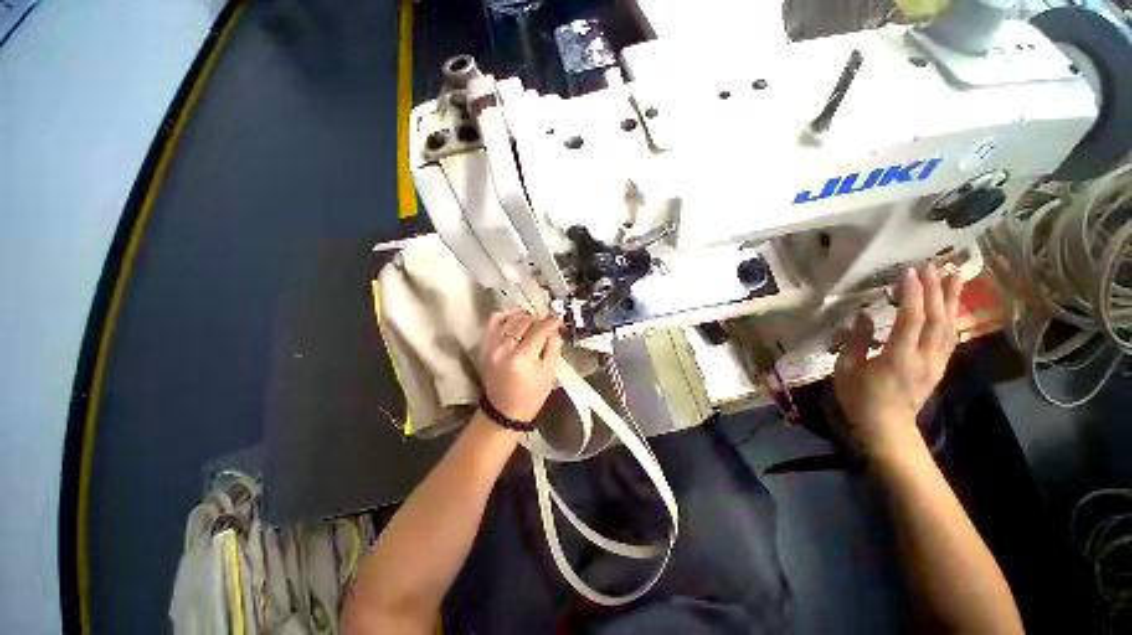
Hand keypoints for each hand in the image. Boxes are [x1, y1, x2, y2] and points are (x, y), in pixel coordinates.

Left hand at [479, 309, 563, 421]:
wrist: (503, 411)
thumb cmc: (531, 395)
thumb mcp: (549, 373)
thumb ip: (554, 346)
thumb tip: (554, 327)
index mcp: (521, 358)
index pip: (538, 329)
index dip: (551, 321)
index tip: (559, 318)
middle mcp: (503, 348)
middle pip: (524, 321)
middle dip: (539, 319)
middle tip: (547, 323)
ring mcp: (490, 345)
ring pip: (509, 318)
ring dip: (524, 316)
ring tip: (533, 321)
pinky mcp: (483, 346)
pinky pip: (493, 321)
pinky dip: (506, 316)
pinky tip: (515, 320)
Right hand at [833, 265, 963, 457]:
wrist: (887, 427)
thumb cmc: (860, 398)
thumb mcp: (847, 369)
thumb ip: (856, 341)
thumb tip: (864, 316)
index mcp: (899, 357)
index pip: (911, 319)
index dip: (912, 294)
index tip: (908, 272)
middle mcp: (924, 357)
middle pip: (937, 318)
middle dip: (936, 289)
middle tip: (933, 265)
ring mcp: (936, 362)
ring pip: (949, 325)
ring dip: (951, 299)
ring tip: (953, 274)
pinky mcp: (939, 366)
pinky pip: (950, 336)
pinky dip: (951, 316)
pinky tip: (950, 304)